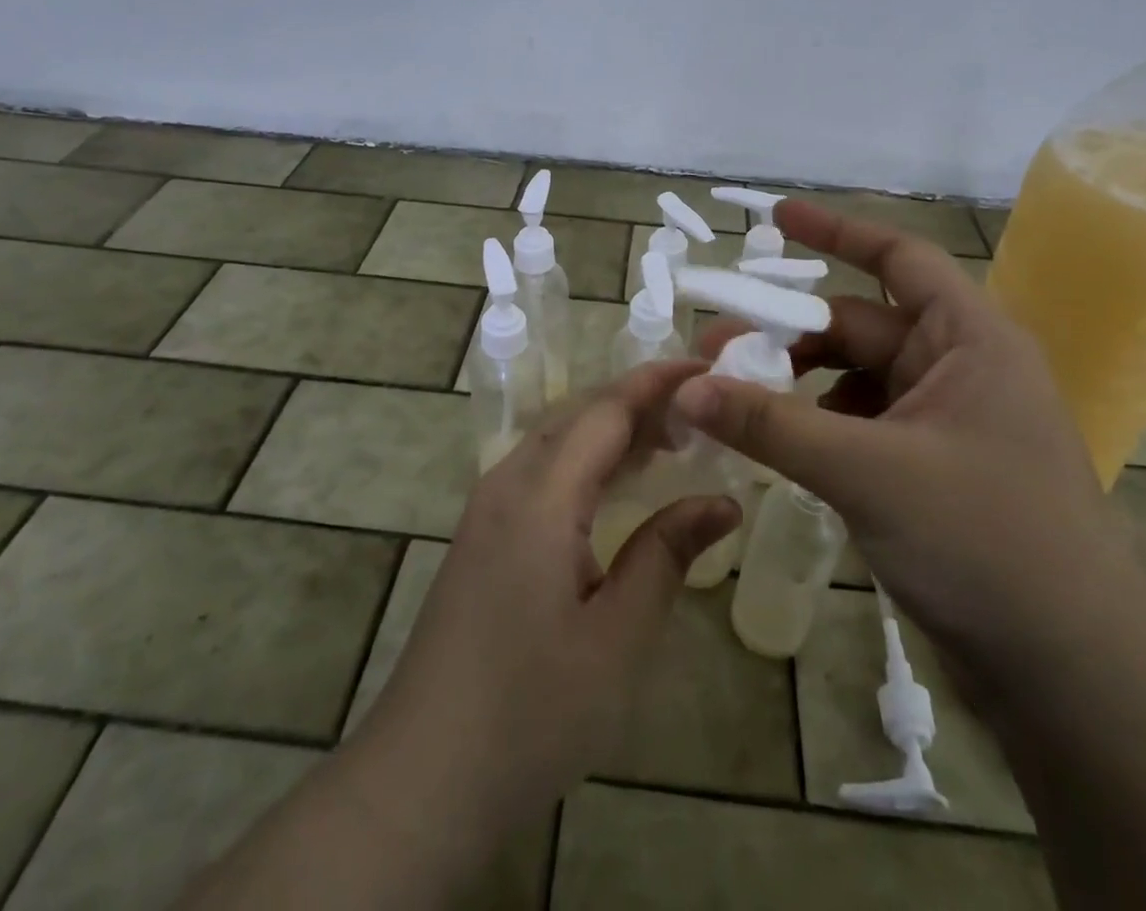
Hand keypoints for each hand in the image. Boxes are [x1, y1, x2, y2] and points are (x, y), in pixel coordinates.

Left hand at [353, 362, 739, 828]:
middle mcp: (507, 484)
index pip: (606, 411)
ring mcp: (488, 508)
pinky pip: (541, 470)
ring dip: (612, 429)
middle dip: (638, 401)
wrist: (423, 777)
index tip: (707, 368)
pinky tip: (617, 486)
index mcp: (540, 497)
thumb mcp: (616, 639)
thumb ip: (666, 555)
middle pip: (578, 415)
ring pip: (557, 439)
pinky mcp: (482, 535)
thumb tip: (722, 501)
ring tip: (672, 440)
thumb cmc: (530, 713)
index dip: (657, 383)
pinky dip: (587, 460)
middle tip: (700, 412)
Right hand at [676, 198, 1145, 680]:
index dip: (836, 231)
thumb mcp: (867, 472)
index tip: (774, 218)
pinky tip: (782, 449)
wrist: (1073, 676)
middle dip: (787, 334)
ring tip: (736, 404)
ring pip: (855, 379)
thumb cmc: (986, 544)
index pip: (899, 258)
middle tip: (716, 351)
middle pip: (859, 326)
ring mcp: (948, 421)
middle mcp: (961, 368)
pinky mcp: (934, 468)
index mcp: (970, 340)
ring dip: (797, 385)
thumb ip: (772, 425)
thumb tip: (685, 389)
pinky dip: (819, 427)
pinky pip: (862, 424)